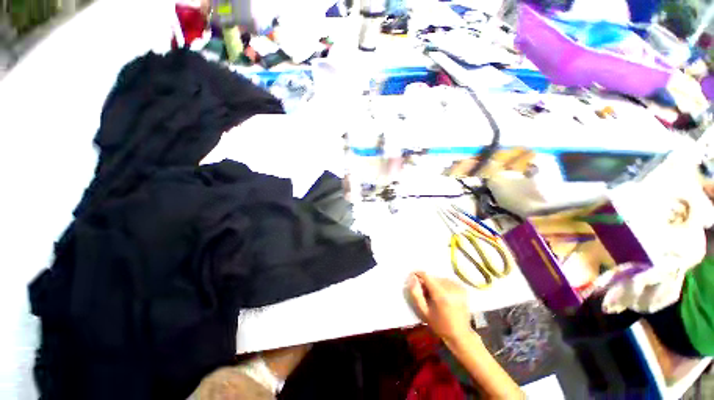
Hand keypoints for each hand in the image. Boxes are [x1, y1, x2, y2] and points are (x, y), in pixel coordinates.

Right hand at [406, 271, 472, 341]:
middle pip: (434, 277)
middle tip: (424, 291)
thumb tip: (412, 278)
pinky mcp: (463, 289)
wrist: (461, 335)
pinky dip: (443, 284)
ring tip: (433, 293)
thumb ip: (416, 294)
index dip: (418, 274)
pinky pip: (448, 281)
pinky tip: (443, 294)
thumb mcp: (424, 312)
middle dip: (427, 281)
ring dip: (435, 283)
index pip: (427, 276)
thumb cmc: (440, 325)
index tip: (413, 276)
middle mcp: (451, 288)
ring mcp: (459, 288)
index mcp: (441, 295)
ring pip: (440, 278)